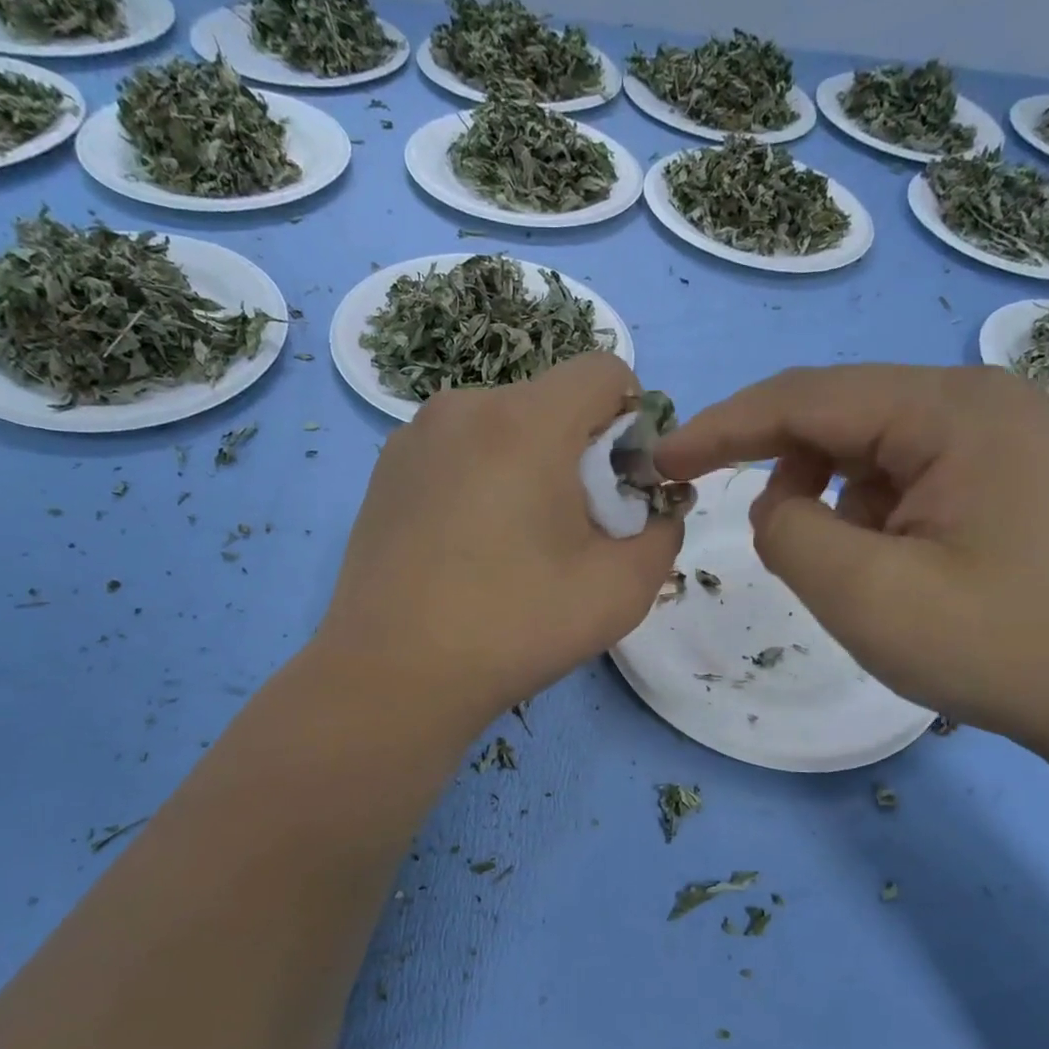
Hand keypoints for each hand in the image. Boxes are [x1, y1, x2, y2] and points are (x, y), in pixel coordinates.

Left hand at [316, 352, 682, 732]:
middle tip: (573, 531)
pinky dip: (483, 481)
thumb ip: (663, 532)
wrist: (393, 676)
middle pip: (552, 402)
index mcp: (525, 421)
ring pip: (502, 428)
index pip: (605, 371)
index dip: (633, 422)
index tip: (622, 488)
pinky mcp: (385, 472)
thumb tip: (654, 509)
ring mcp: (414, 437)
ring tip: (515, 546)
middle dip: (581, 453)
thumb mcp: (622, 589)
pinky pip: (458, 453)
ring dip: (529, 468)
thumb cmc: (515, 628)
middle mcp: (464, 407)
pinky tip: (469, 549)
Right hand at [653, 365, 1048, 764]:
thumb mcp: (868, 596)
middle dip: (773, 466)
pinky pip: (897, 478)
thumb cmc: (999, 648)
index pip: (804, 398)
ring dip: (824, 500)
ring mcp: (993, 439)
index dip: (720, 428)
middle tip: (731, 521)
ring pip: (864, 450)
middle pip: (836, 415)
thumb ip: (788, 533)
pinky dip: (861, 516)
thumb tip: (774, 507)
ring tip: (838, 569)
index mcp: (950, 410)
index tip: (660, 461)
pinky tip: (882, 565)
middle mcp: (975, 403)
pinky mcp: (997, 479)